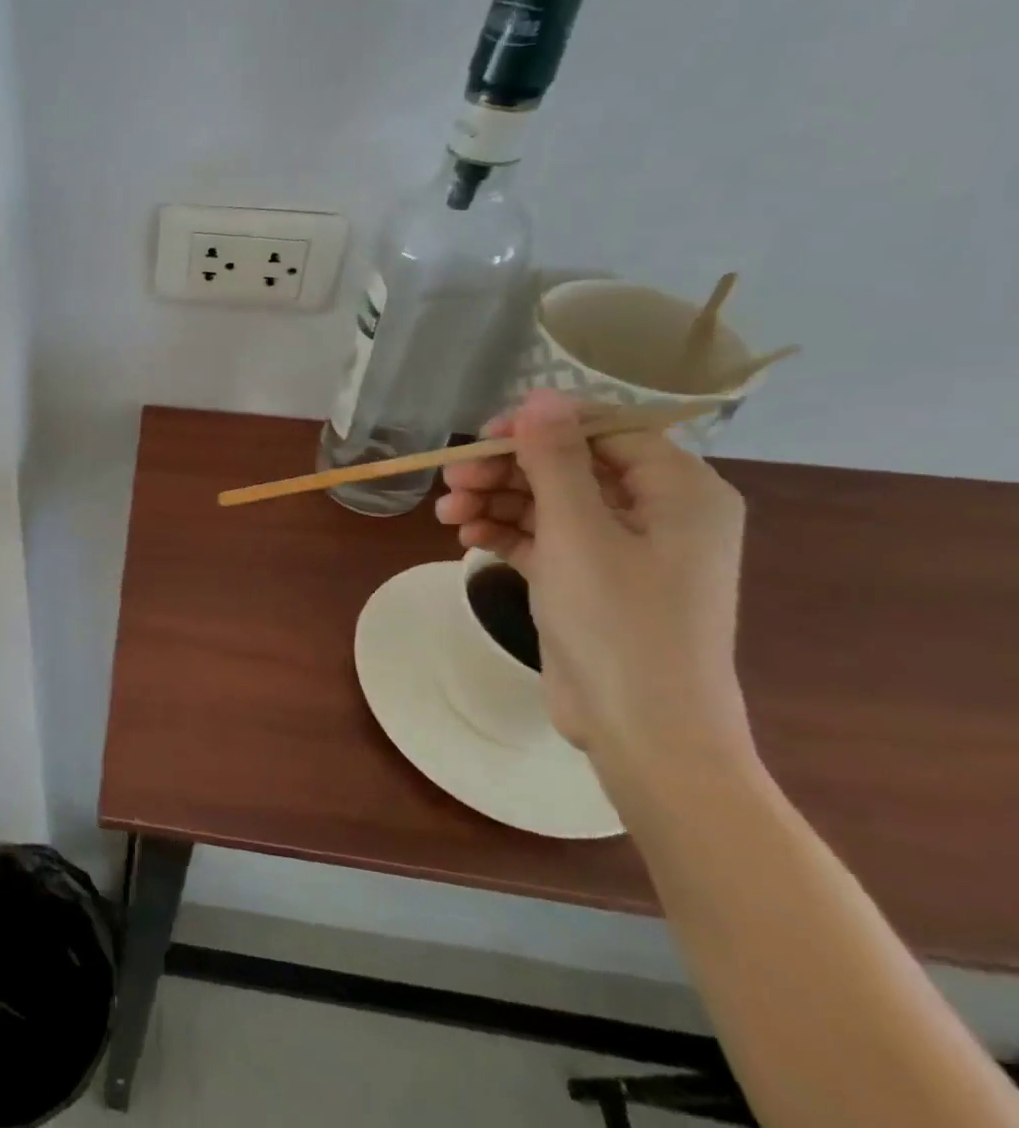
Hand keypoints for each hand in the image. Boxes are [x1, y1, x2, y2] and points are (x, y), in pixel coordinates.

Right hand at [434, 391, 751, 771]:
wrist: (643, 731)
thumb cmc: (620, 622)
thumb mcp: (578, 531)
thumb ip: (556, 459)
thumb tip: (540, 396)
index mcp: (679, 490)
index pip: (604, 429)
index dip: (540, 427)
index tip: (483, 438)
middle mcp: (656, 511)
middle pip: (569, 465)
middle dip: (506, 470)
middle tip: (452, 480)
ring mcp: (621, 548)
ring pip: (548, 501)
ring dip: (495, 501)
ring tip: (448, 514)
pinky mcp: (590, 579)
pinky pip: (543, 537)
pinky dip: (505, 532)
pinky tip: (466, 537)